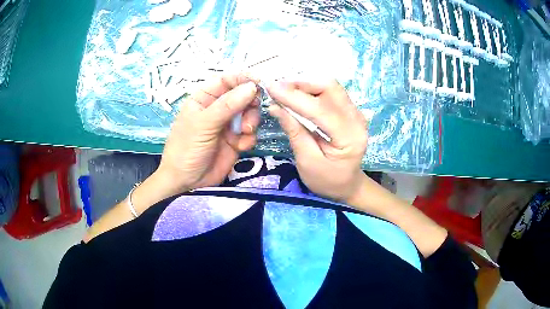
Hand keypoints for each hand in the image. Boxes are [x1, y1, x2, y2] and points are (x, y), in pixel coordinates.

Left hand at [156, 74, 258, 195]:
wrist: (187, 183)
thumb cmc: (186, 149)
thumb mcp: (203, 124)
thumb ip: (227, 105)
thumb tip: (252, 87)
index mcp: (204, 98)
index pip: (226, 80)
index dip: (243, 79)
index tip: (258, 83)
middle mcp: (218, 108)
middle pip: (242, 95)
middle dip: (250, 103)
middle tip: (253, 110)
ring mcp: (228, 125)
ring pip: (250, 113)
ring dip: (251, 121)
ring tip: (245, 132)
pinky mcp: (236, 140)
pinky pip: (251, 133)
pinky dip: (249, 138)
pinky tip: (240, 147)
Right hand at [267, 79, 368, 202]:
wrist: (347, 184)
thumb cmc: (327, 180)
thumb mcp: (307, 162)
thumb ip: (294, 132)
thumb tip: (275, 106)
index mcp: (349, 137)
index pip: (320, 109)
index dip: (294, 96)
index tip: (271, 88)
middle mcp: (357, 120)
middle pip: (330, 88)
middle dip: (301, 83)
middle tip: (277, 88)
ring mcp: (356, 113)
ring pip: (330, 86)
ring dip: (305, 84)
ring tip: (284, 90)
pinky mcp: (350, 110)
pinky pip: (330, 92)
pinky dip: (311, 89)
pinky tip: (297, 94)